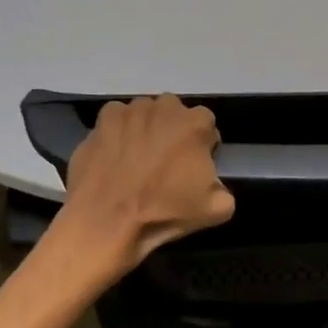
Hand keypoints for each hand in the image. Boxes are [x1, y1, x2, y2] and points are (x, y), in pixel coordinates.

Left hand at [57, 95, 234, 277]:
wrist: (106, 221)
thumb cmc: (163, 213)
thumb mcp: (215, 211)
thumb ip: (224, 189)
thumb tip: (214, 184)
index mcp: (196, 123)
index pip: (206, 127)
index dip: (202, 147)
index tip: (192, 168)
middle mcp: (165, 106)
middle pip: (175, 115)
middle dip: (173, 133)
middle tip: (164, 163)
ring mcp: (132, 109)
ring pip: (145, 114)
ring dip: (145, 129)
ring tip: (136, 160)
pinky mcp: (104, 118)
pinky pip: (117, 119)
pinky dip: (118, 132)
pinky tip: (114, 155)